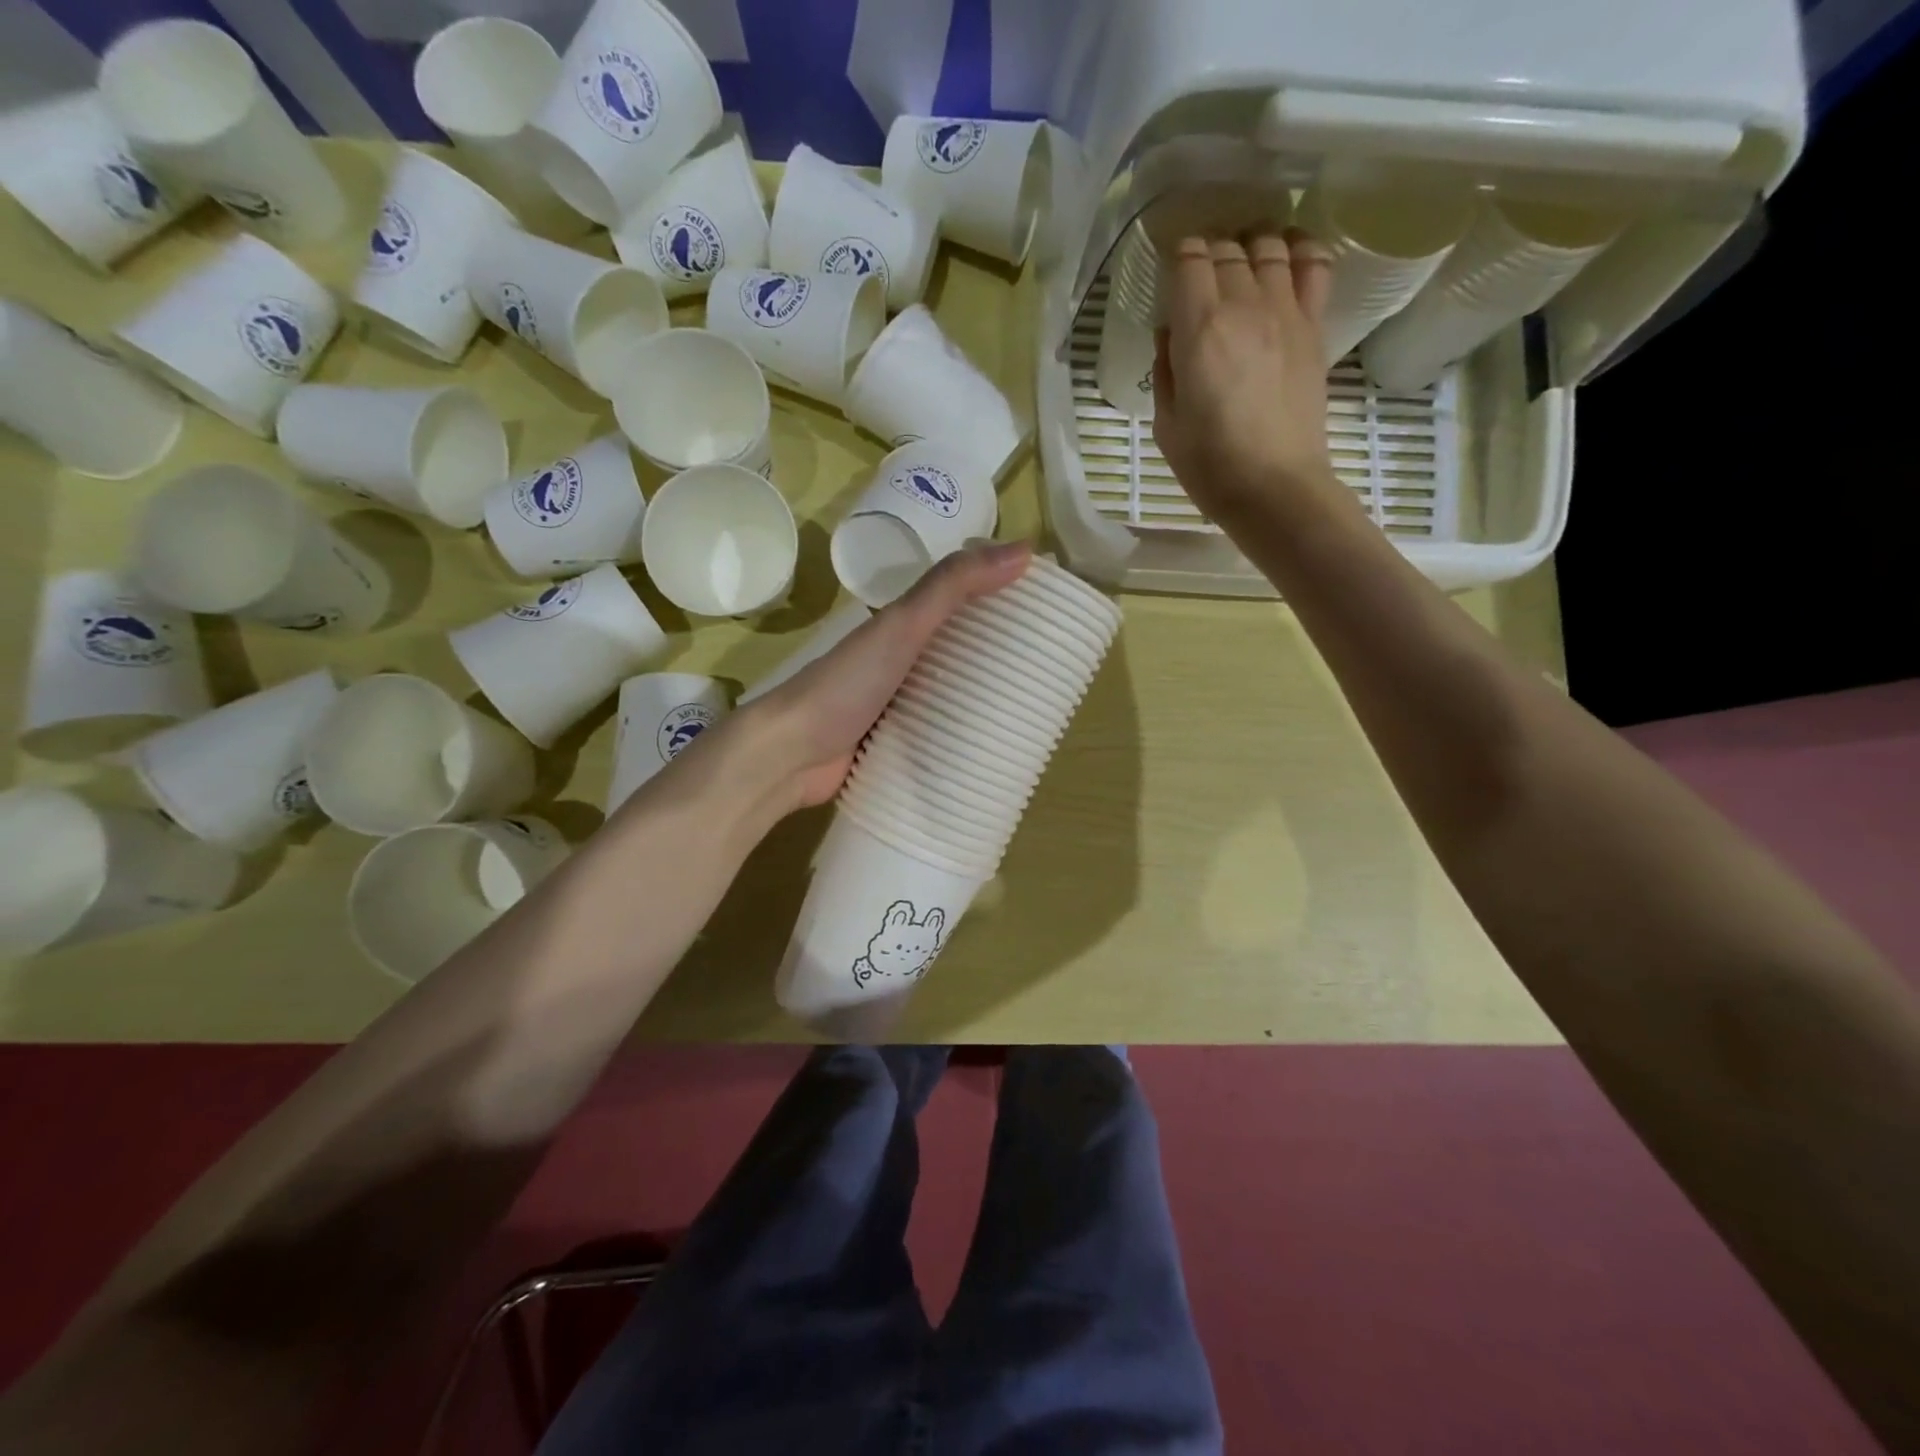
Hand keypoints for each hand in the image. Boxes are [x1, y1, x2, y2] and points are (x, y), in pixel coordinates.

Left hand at [741, 540, 1033, 811]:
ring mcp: (893, 707)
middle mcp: (897, 663)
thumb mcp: (903, 625)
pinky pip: (936, 735)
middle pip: (957, 651)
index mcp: (898, 628)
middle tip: (1052, 669)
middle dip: (999, 655)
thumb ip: (954, 587)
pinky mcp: (891, 746)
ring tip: (1034, 712)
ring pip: (948, 695)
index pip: (958, 602)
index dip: (999, 599)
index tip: (1048, 609)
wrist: (790, 754)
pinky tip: (993, 747)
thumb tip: (1024, 550)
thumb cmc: (847, 682)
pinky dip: (960, 736)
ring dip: (982, 699)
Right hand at [1152, 230, 1335, 526]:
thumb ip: (1166, 369)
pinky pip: (1314, 266)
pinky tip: (1288, 256)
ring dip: (1251, 246)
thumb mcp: (1166, 423)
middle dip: (1210, 252)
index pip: (1189, 260)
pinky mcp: (1314, 328)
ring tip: (1242, 262)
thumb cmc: (1210, 464)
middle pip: (1228, 249)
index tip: (1172, 270)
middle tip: (1200, 274)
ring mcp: (1286, 312)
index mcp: (1200, 329)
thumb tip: (1171, 333)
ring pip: (1270, 246)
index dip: (1178, 255)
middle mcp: (1245, 305)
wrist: (1274, 486)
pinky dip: (1300, 250)